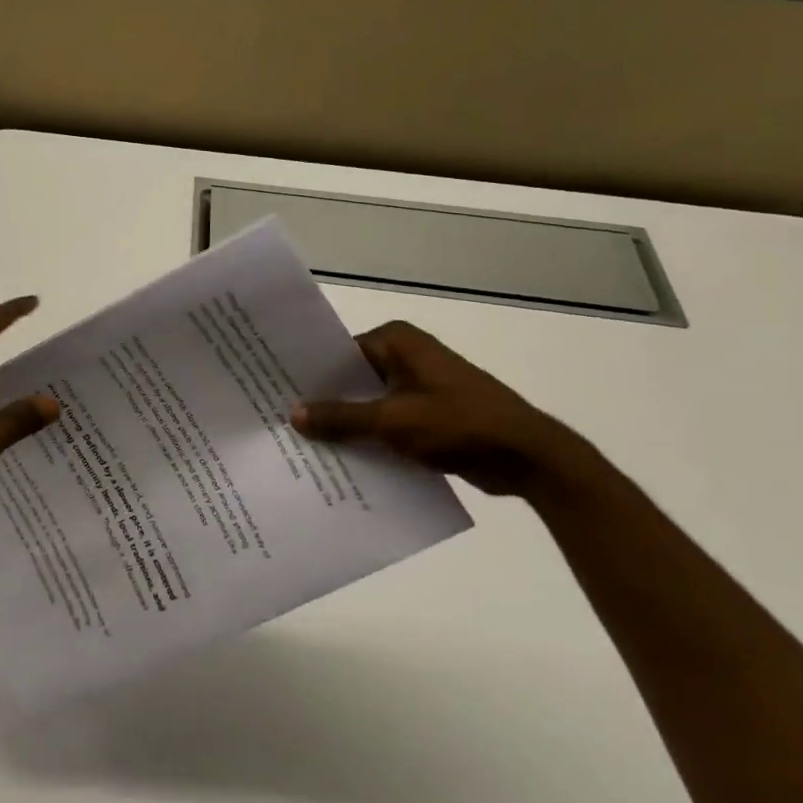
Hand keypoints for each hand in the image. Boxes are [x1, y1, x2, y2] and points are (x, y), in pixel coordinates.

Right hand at [292, 321, 594, 498]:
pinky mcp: (428, 415)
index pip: (337, 352)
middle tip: (278, 420)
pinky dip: (368, 437)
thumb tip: (293, 415)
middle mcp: (405, 357)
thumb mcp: (392, 420)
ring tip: (300, 443)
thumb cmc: (459, 423)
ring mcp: (418, 387)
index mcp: (396, 342)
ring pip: (367, 403)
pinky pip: (386, 422)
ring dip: (345, 423)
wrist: (529, 457)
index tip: (273, 391)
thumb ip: (341, 417)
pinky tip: (340, 460)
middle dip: (322, 401)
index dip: (307, 373)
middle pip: (351, 378)